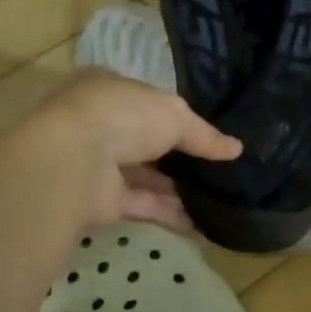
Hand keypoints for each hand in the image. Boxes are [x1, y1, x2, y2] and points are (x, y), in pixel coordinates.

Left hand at [39, 69, 241, 228]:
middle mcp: (101, 124)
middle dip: (179, 154)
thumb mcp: (176, 115)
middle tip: (217, 165)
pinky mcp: (101, 199)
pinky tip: (200, 222)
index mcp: (110, 89)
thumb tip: (237, 149)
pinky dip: (169, 212)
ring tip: (216, 195)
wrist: (74, 161)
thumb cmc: (124, 116)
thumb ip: (205, 135)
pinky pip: (142, 203)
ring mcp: (98, 163)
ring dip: (176, 186)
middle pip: (146, 140)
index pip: (147, 100)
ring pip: (144, 174)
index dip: (177, 114)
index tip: (207, 130)